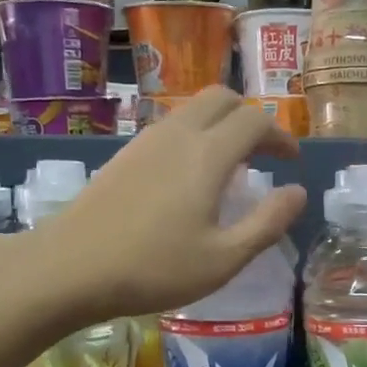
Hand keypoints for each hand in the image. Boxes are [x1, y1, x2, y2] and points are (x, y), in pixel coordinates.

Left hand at [40, 88, 305, 318]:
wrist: (69, 268)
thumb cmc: (154, 268)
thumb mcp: (224, 258)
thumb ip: (268, 223)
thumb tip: (297, 193)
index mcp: (208, 154)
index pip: (255, 121)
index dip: (281, 136)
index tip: (291, 162)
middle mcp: (178, 134)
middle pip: (222, 98)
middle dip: (251, 118)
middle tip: (264, 155)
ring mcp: (145, 140)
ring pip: (192, 109)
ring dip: (221, 124)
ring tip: (231, 166)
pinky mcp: (124, 154)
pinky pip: (170, 126)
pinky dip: (194, 135)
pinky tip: (189, 177)